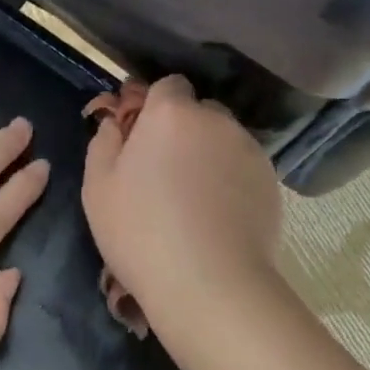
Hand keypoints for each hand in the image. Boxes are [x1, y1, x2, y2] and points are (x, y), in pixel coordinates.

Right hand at [81, 77, 284, 338]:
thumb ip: (104, 142)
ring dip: (209, 154)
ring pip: (223, 139)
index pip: (169, 85)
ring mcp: (249, 150)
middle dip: (184, 129)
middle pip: (199, 111)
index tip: (142, 136)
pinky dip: (231, 180)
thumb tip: (115, 123)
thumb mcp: (98, 187)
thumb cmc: (141, 231)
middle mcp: (216, 120)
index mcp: (171, 113)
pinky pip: (243, 167)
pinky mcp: (271, 181)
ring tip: (195, 198)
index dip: (155, 106)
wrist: (209, 284)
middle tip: (165, 170)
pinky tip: (218, 215)